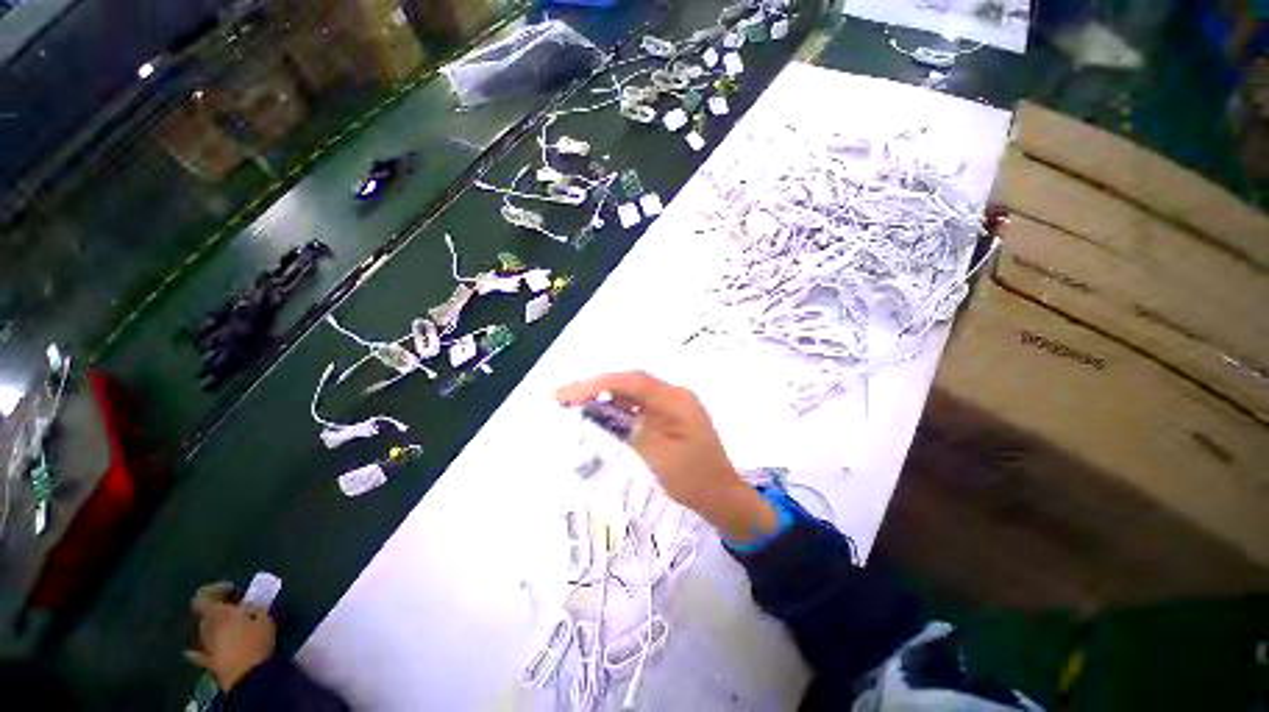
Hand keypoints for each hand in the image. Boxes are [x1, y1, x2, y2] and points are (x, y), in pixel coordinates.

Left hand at [185, 582, 275, 690]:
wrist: (246, 673)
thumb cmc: (255, 640)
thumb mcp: (262, 618)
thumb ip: (254, 607)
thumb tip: (251, 602)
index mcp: (217, 613)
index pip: (205, 596)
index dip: (215, 590)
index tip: (232, 589)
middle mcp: (206, 626)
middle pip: (205, 614)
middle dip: (217, 610)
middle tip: (234, 608)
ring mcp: (205, 645)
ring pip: (205, 631)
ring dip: (214, 626)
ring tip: (229, 626)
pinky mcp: (208, 661)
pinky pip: (202, 652)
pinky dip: (203, 649)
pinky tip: (201, 650)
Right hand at [557, 371, 776, 542]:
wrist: (723, 497)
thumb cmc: (693, 479)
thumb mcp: (656, 455)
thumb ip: (626, 427)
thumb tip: (596, 409)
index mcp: (676, 399)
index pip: (631, 382)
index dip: (596, 384)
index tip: (567, 395)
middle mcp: (674, 394)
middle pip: (630, 383)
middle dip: (595, 387)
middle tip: (562, 397)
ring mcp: (673, 404)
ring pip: (633, 393)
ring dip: (604, 396)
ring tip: (572, 403)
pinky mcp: (669, 415)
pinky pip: (640, 406)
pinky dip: (618, 408)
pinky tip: (599, 411)